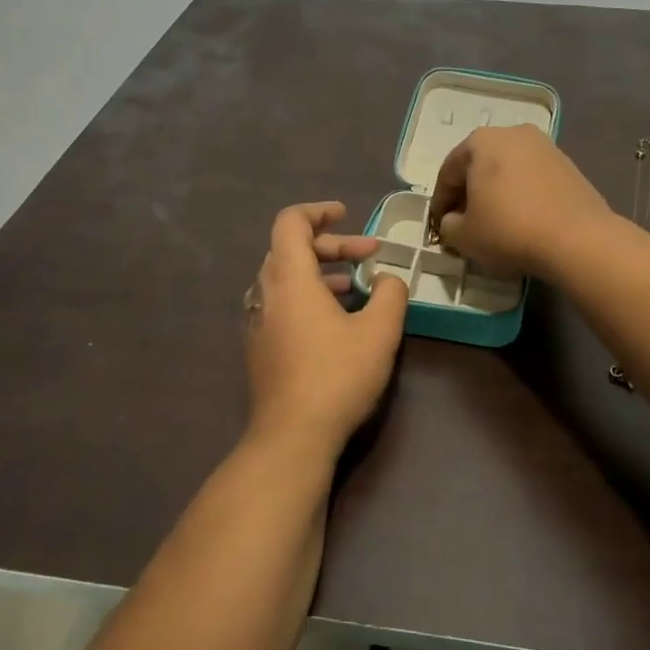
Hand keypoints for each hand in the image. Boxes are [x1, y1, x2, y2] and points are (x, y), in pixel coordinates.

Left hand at [243, 202, 407, 460]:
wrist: (292, 437)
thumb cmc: (336, 376)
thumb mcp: (379, 332)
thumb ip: (391, 294)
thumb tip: (389, 279)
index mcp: (289, 279)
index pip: (291, 222)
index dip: (318, 211)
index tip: (347, 214)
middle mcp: (266, 294)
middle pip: (290, 249)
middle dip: (331, 245)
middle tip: (369, 255)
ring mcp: (258, 323)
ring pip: (286, 279)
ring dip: (321, 272)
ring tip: (357, 286)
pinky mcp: (260, 348)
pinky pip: (282, 305)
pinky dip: (308, 297)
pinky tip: (337, 322)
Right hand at [428, 125, 610, 276]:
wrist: (577, 239)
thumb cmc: (509, 230)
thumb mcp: (463, 236)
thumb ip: (448, 225)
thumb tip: (454, 221)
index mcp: (480, 141)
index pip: (448, 173)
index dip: (440, 202)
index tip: (440, 227)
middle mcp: (512, 133)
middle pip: (479, 166)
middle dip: (469, 194)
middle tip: (465, 223)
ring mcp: (544, 146)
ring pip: (507, 171)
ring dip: (496, 193)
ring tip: (495, 223)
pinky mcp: (568, 164)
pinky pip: (532, 178)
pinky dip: (521, 195)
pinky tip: (522, 219)